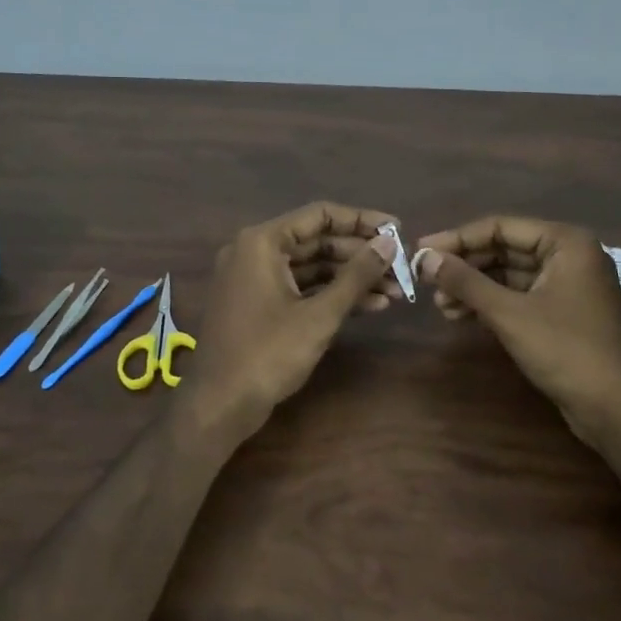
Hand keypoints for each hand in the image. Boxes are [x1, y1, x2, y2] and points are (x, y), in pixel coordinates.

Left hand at [180, 201, 401, 445]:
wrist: (219, 405)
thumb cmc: (268, 353)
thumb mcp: (319, 314)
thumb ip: (356, 275)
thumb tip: (389, 242)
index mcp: (261, 242)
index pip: (320, 215)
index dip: (362, 220)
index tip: (397, 229)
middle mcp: (254, 251)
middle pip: (317, 241)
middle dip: (360, 255)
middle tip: (400, 267)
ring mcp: (254, 279)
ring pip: (311, 267)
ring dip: (351, 278)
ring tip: (395, 291)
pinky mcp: (259, 304)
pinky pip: (300, 288)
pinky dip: (331, 295)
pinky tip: (370, 306)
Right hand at [414, 215, 620, 436]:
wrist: (610, 405)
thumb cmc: (563, 349)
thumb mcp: (508, 312)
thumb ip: (465, 281)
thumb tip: (425, 259)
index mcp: (565, 242)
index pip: (500, 227)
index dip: (457, 239)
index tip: (421, 251)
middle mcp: (568, 254)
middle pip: (503, 248)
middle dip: (464, 266)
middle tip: (425, 280)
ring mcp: (566, 283)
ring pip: (508, 274)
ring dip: (473, 287)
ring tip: (440, 304)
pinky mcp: (560, 310)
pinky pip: (517, 294)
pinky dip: (489, 303)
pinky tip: (460, 315)